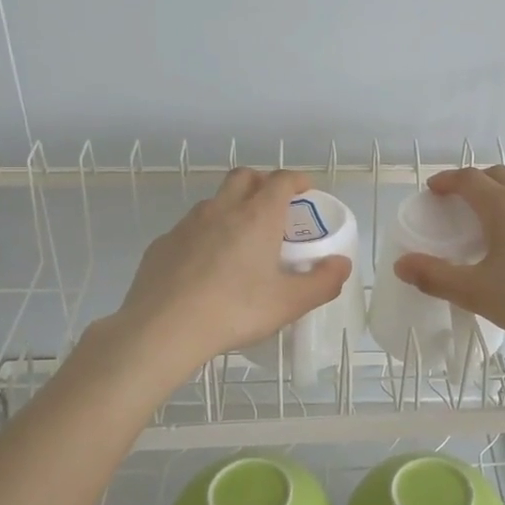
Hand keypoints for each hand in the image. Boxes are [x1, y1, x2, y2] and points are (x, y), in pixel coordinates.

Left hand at [109, 168, 351, 376]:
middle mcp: (222, 209)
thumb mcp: (289, 303)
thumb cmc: (235, 310)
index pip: (282, 180)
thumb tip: (342, 264)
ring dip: (231, 207)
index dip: (297, 180)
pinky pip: (189, 229)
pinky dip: (204, 235)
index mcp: (257, 216)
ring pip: (214, 202)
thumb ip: (322, 282)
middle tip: (274, 206)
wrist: (163, 328)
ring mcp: (187, 224)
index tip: (306, 190)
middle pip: (244, 177)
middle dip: (262, 182)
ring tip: (241, 239)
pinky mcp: (162, 244)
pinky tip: (205, 266)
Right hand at [392, 166, 504, 356]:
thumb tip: (401, 264)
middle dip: (473, 183)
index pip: (467, 179)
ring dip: (501, 193)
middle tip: (458, 203)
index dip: (446, 181)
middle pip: (496, 175)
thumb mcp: (478, 293)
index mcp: (503, 205)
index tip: (433, 190)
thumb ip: (436, 277)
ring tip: (490, 220)